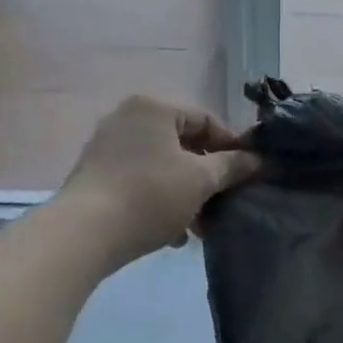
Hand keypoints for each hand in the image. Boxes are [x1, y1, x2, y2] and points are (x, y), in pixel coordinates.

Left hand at [60, 96, 258, 270]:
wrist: (86, 232)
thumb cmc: (150, 195)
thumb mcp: (200, 180)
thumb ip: (231, 167)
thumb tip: (257, 160)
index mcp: (153, 108)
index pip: (205, 119)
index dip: (232, 146)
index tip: (248, 175)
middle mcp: (127, 119)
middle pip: (182, 145)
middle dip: (207, 178)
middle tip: (224, 204)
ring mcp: (107, 147)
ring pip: (162, 168)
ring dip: (186, 195)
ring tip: (199, 228)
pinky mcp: (96, 176)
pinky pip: (140, 183)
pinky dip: (160, 202)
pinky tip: (172, 234)